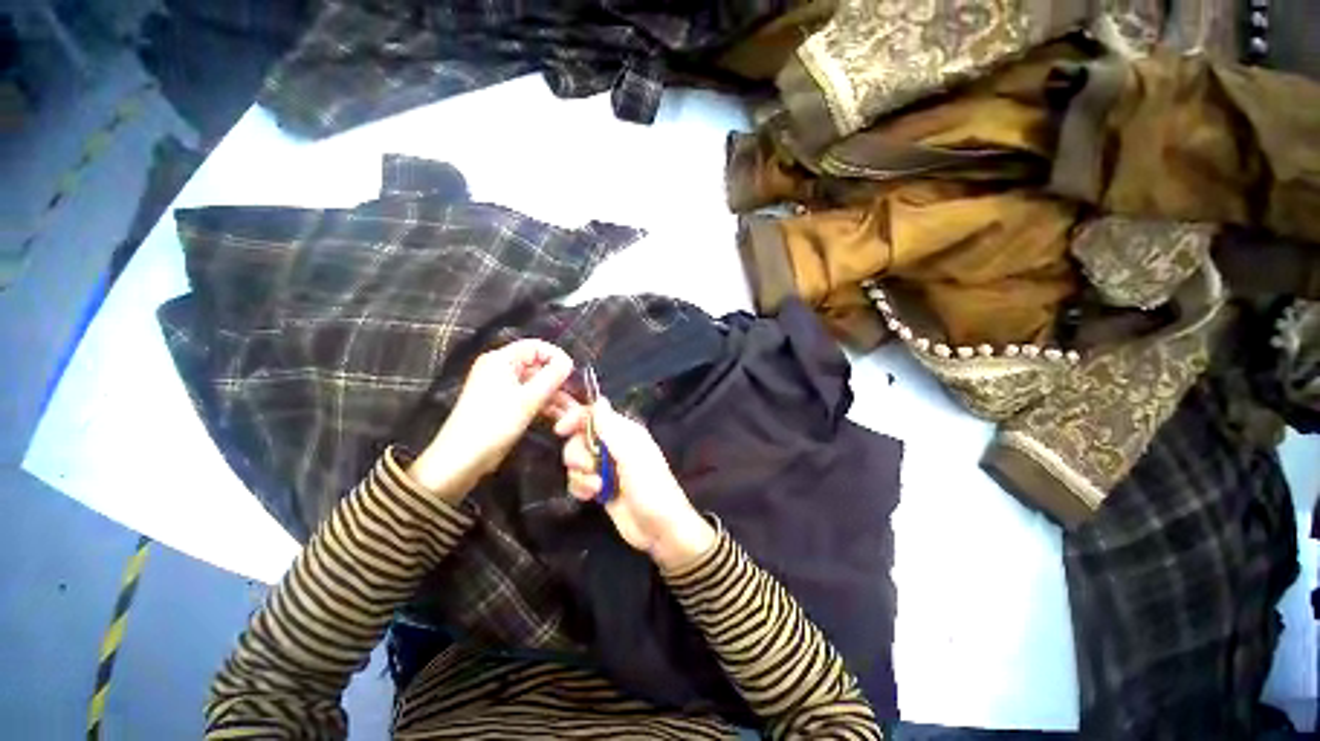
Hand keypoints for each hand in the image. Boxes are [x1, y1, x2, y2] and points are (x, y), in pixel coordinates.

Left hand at [410, 340, 572, 500]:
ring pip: (538, 385)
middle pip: (539, 366)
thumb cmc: (494, 423)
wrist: (463, 459)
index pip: (536, 346)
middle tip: (577, 396)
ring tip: (573, 414)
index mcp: (501, 360)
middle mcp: (502, 369)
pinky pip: (532, 398)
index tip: (573, 373)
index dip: (556, 356)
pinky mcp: (506, 405)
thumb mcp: (528, 399)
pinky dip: (546, 406)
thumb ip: (552, 376)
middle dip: (559, 381)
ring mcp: (504, 388)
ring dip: (556, 397)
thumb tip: (569, 362)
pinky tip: (561, 418)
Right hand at [553, 398, 715, 570]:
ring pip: (576, 460)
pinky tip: (591, 497)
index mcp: (625, 432)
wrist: (659, 530)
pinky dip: (580, 487)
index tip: (561, 430)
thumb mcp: (631, 456)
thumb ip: (611, 429)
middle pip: (579, 438)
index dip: (575, 418)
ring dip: (581, 475)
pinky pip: (578, 479)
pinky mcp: (599, 487)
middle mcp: (613, 445)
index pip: (594, 414)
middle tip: (589, 467)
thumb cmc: (650, 488)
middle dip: (578, 453)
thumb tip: (599, 399)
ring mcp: (605, 467)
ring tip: (597, 488)